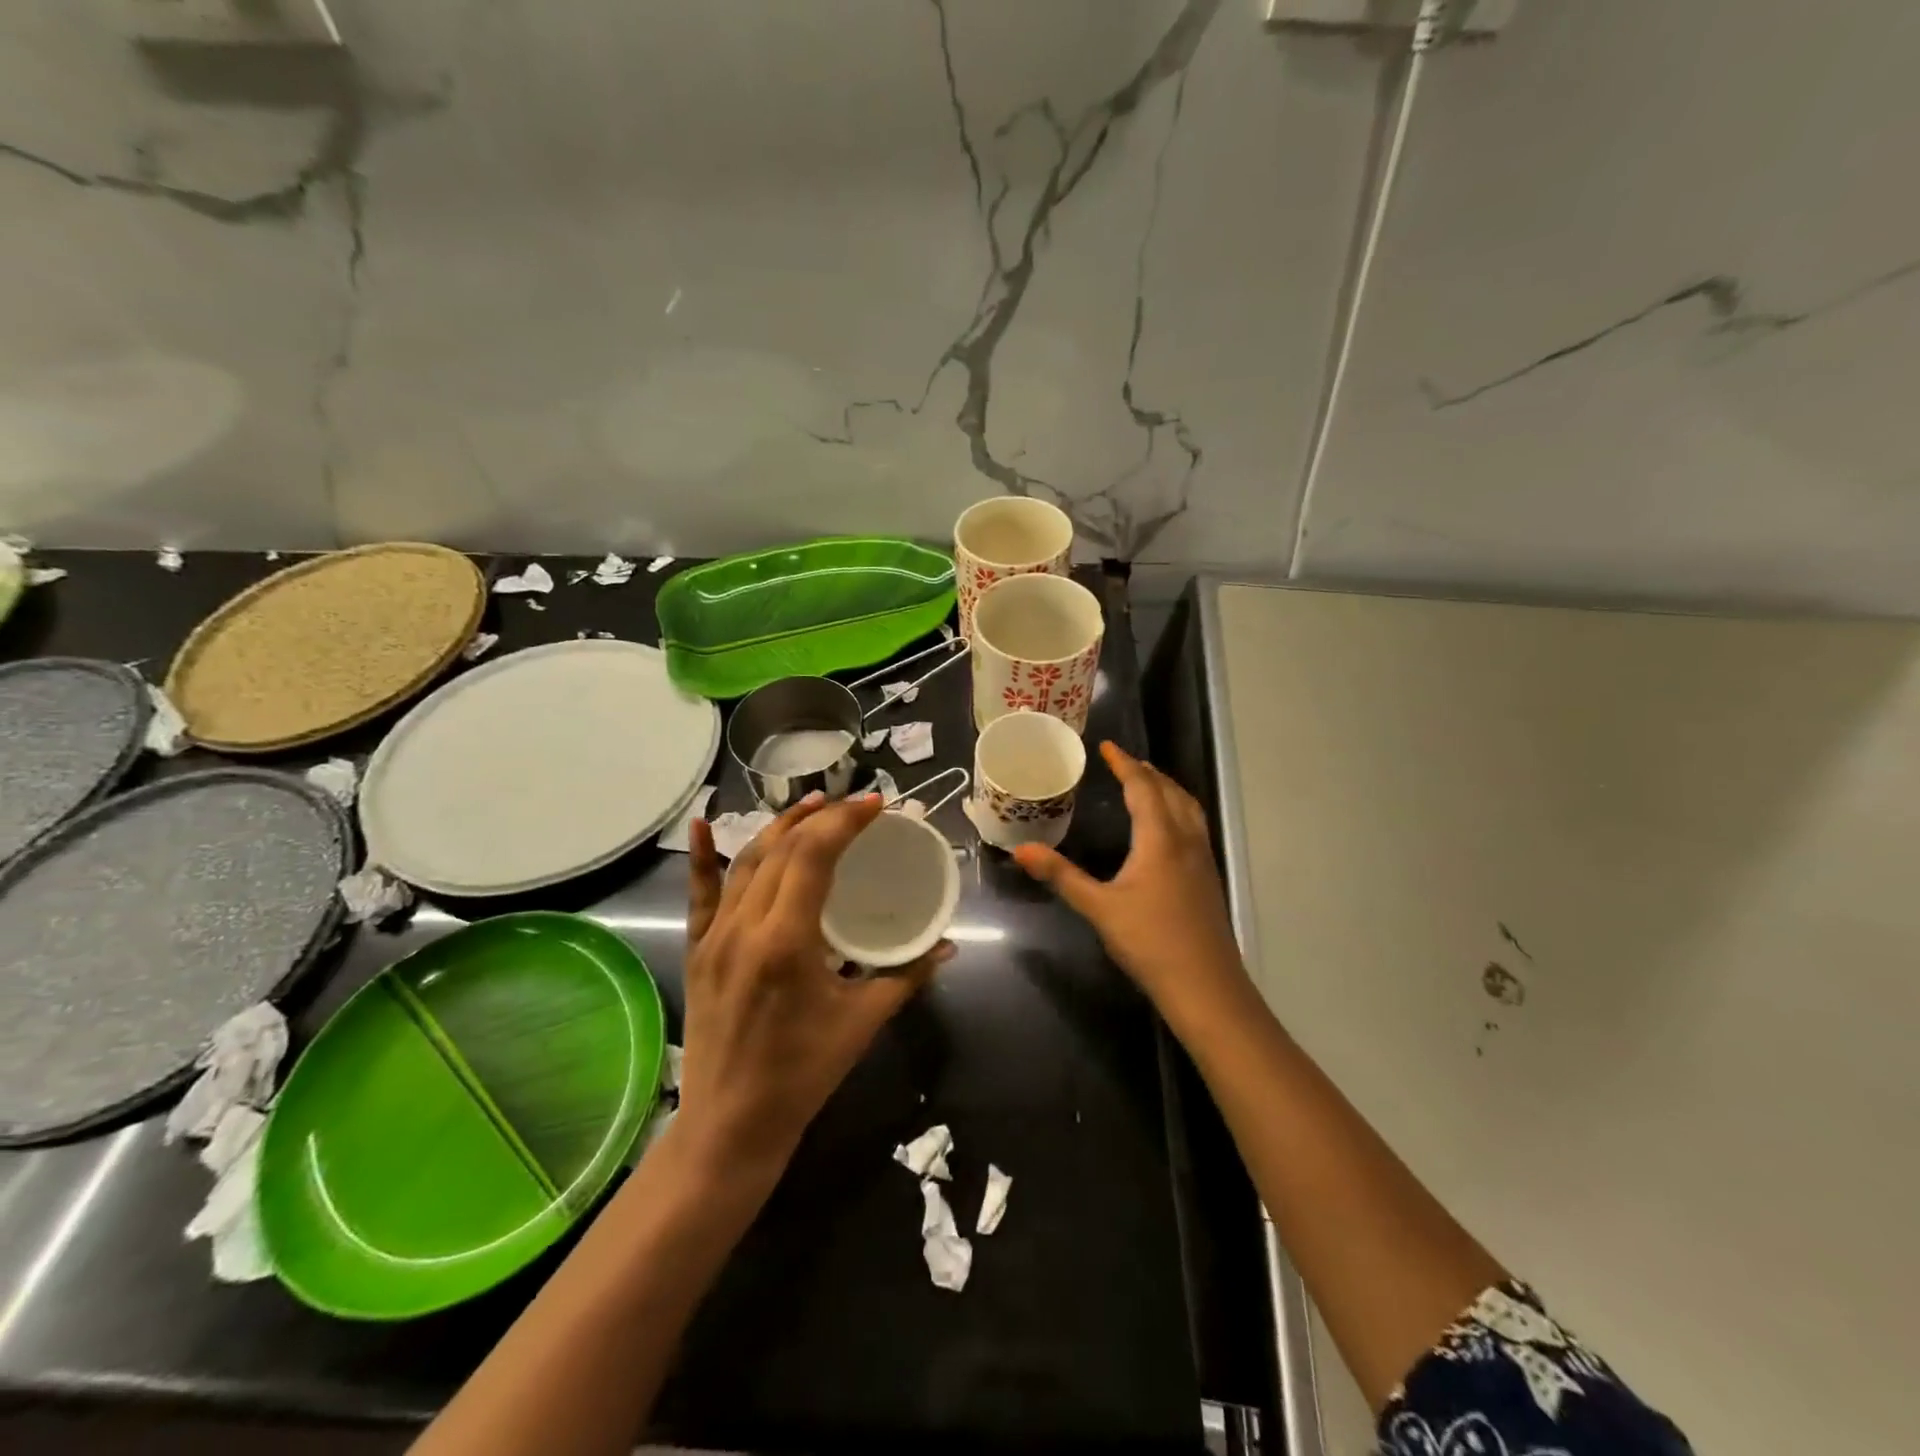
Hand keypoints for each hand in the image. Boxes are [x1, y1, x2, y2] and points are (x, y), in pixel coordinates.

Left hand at [681, 794, 952, 1176]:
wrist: (731, 1125)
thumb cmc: (803, 1074)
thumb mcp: (863, 1022)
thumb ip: (907, 975)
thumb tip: (948, 945)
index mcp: (786, 941)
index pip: (813, 855)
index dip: (845, 821)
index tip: (875, 805)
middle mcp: (745, 926)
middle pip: (782, 849)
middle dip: (821, 818)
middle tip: (854, 807)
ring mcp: (714, 936)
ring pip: (745, 861)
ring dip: (780, 826)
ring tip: (812, 805)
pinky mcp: (697, 949)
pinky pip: (699, 894)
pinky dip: (700, 855)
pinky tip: (700, 822)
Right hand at [1014, 742, 1247, 1021]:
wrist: (1206, 986)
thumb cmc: (1150, 943)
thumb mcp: (1099, 908)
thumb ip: (1061, 876)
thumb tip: (1020, 850)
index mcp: (1160, 839)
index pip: (1143, 787)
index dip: (1124, 763)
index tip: (1107, 746)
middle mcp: (1186, 839)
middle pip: (1170, 791)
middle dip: (1147, 771)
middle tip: (1123, 761)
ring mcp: (1202, 858)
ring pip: (1188, 807)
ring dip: (1167, 788)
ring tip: (1147, 783)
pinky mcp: (1208, 877)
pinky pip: (1195, 825)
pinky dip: (1178, 809)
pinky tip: (1167, 829)